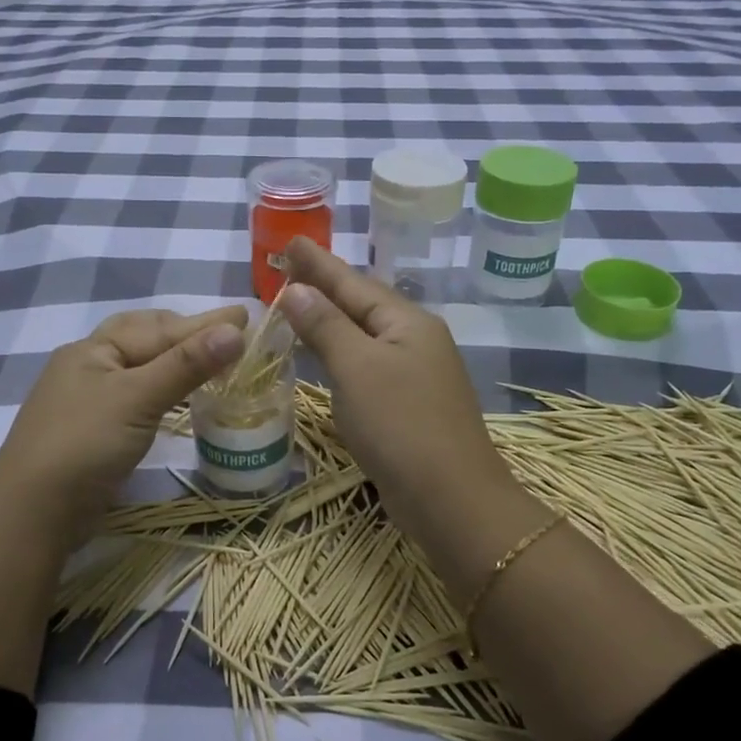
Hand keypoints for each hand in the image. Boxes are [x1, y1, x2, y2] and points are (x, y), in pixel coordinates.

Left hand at [0, 305, 246, 537]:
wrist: (33, 514)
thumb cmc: (84, 444)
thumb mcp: (137, 399)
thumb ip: (185, 365)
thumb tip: (235, 330)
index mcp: (92, 349)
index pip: (158, 328)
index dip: (203, 323)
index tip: (244, 317)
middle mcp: (88, 367)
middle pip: (144, 339)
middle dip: (186, 333)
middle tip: (228, 333)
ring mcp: (88, 400)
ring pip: (141, 368)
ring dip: (176, 361)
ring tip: (211, 359)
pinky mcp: (95, 431)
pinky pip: (137, 396)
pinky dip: (164, 389)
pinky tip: (180, 396)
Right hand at [278, 238, 524, 553]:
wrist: (451, 499)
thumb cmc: (401, 426)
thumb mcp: (357, 369)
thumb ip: (326, 326)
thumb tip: (298, 290)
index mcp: (407, 322)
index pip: (352, 282)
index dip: (318, 264)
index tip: (290, 241)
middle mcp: (415, 340)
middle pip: (361, 304)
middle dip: (325, 285)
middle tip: (289, 266)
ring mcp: (415, 373)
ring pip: (363, 335)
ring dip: (331, 318)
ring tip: (300, 301)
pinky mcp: (408, 405)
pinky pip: (366, 364)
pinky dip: (340, 352)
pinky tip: (325, 354)